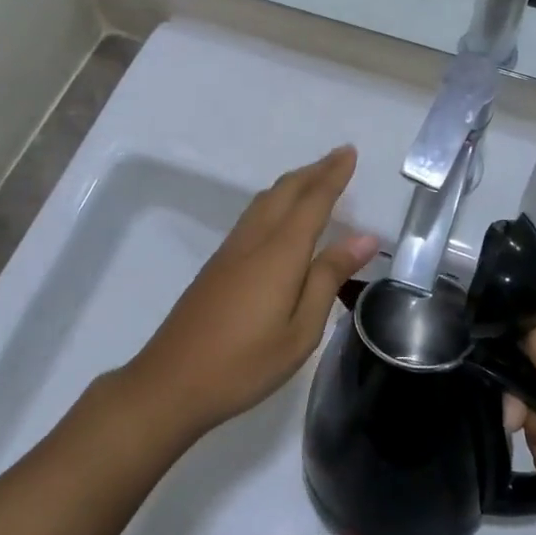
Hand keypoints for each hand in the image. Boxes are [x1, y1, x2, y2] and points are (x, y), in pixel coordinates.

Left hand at [129, 148, 376, 436]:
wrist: (171, 382)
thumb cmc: (245, 363)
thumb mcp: (300, 330)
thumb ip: (328, 277)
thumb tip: (364, 237)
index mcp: (279, 252)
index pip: (313, 201)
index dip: (333, 175)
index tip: (350, 152)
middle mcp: (254, 240)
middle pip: (285, 191)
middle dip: (314, 171)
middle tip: (339, 157)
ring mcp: (231, 250)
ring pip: (265, 200)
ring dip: (293, 183)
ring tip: (314, 178)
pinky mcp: (217, 264)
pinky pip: (253, 215)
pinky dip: (275, 201)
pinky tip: (280, 215)